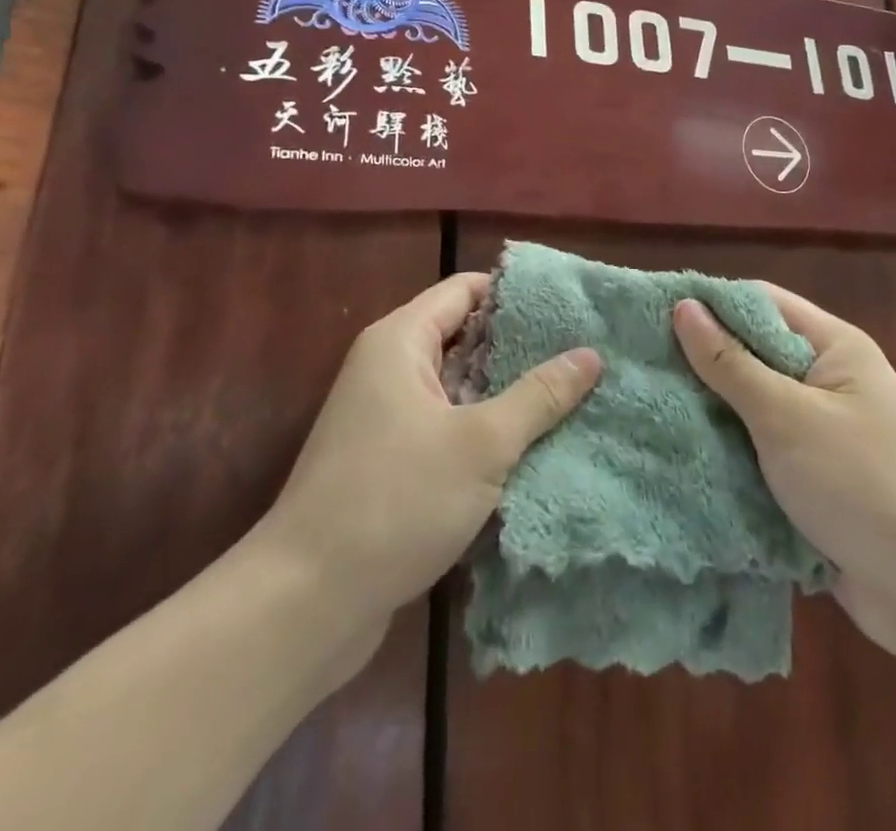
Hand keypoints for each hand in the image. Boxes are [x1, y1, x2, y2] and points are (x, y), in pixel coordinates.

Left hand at [256, 273, 601, 653]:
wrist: (304, 605)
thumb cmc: (394, 502)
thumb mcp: (482, 444)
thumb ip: (539, 396)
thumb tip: (591, 354)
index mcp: (400, 342)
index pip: (466, 290)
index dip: (516, 294)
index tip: (570, 308)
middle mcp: (388, 368)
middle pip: (464, 336)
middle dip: (520, 348)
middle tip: (582, 355)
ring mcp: (385, 417)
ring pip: (458, 387)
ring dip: (506, 395)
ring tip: (571, 397)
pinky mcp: (388, 462)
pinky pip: (446, 426)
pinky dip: (483, 431)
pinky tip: (531, 447)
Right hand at [674, 288, 895, 660]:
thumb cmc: (860, 482)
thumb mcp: (786, 415)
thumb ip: (731, 363)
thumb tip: (685, 308)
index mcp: (834, 347)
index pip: (763, 303)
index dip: (710, 304)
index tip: (652, 313)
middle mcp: (828, 381)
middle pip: (755, 354)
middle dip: (703, 361)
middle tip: (639, 364)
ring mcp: (821, 432)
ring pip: (752, 407)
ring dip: (711, 411)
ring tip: (645, 407)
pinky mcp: (813, 479)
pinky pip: (759, 451)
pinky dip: (728, 452)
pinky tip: (679, 454)